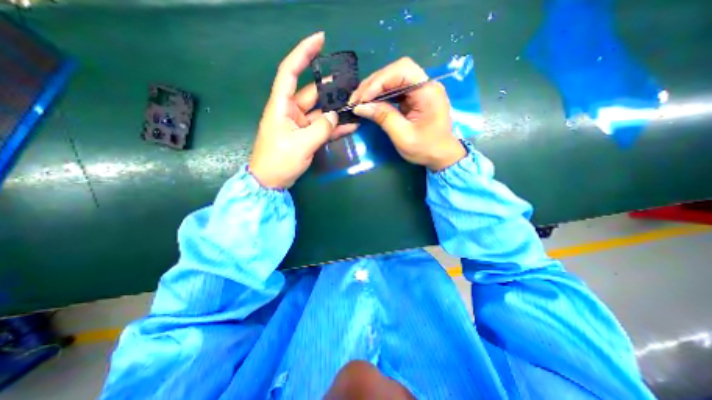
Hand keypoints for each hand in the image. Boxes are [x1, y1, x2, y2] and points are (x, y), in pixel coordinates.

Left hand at [252, 33, 362, 188]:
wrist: (272, 181)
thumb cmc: (278, 161)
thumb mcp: (301, 144)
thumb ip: (321, 129)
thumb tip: (335, 117)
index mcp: (281, 106)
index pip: (290, 72)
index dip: (303, 53)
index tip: (320, 40)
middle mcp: (290, 111)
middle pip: (312, 93)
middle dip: (330, 88)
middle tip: (351, 85)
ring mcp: (300, 125)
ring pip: (320, 112)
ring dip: (336, 110)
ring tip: (354, 105)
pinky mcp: (306, 136)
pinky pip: (323, 128)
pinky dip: (335, 127)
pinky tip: (350, 126)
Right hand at [350, 57, 467, 169]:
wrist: (441, 156)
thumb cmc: (426, 149)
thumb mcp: (403, 136)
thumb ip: (384, 118)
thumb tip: (360, 107)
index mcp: (428, 91)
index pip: (402, 70)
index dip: (379, 81)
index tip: (363, 99)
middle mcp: (425, 85)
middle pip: (396, 71)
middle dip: (373, 83)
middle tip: (356, 100)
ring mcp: (419, 90)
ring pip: (393, 79)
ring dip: (374, 88)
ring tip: (359, 101)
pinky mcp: (413, 98)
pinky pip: (394, 89)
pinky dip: (380, 95)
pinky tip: (370, 102)